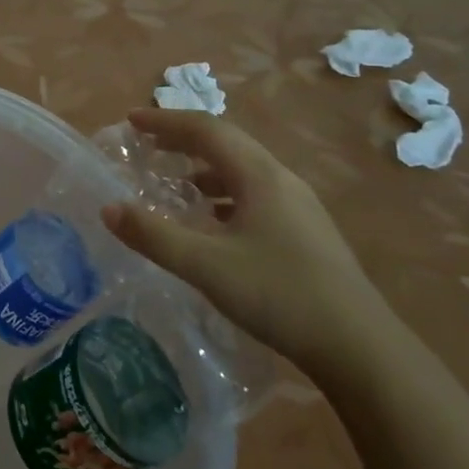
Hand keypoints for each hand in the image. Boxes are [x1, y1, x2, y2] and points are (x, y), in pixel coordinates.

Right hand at [101, 108, 388, 374]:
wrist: (360, 348)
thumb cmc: (279, 295)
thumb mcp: (206, 266)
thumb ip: (153, 235)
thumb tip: (108, 208)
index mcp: (259, 175)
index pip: (206, 129)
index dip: (166, 121)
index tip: (130, 120)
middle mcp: (281, 180)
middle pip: (226, 144)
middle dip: (183, 139)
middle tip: (146, 145)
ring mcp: (299, 206)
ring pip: (243, 170)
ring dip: (204, 167)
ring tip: (174, 181)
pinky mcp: (305, 232)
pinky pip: (255, 195)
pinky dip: (224, 195)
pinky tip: (213, 222)